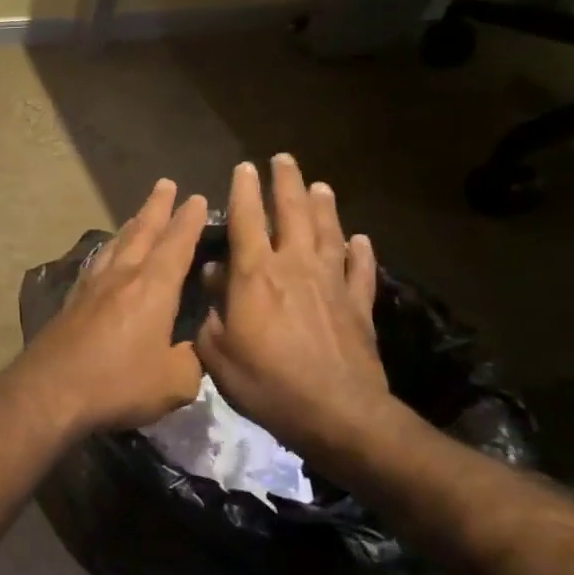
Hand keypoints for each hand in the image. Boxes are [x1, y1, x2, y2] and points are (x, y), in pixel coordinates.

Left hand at [18, 179, 207, 433]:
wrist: (50, 390)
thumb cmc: (118, 384)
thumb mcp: (174, 382)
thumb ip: (191, 360)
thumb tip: (193, 349)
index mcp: (152, 288)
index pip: (176, 245)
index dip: (189, 221)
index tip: (197, 198)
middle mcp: (122, 276)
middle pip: (142, 232)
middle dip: (157, 207)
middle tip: (165, 184)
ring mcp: (92, 286)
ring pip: (116, 244)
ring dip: (131, 225)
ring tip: (139, 214)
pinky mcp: (71, 301)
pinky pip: (96, 262)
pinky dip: (108, 249)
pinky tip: (105, 254)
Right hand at [195, 157, 391, 457]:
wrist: (338, 415)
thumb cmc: (267, 383)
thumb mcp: (218, 351)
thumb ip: (212, 309)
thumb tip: (213, 275)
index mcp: (256, 275)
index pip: (247, 221)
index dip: (243, 191)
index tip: (243, 167)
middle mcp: (295, 267)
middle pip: (293, 214)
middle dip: (286, 183)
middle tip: (283, 159)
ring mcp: (332, 285)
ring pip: (329, 234)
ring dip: (324, 207)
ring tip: (320, 185)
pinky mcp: (359, 307)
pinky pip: (361, 271)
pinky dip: (361, 253)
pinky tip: (361, 239)